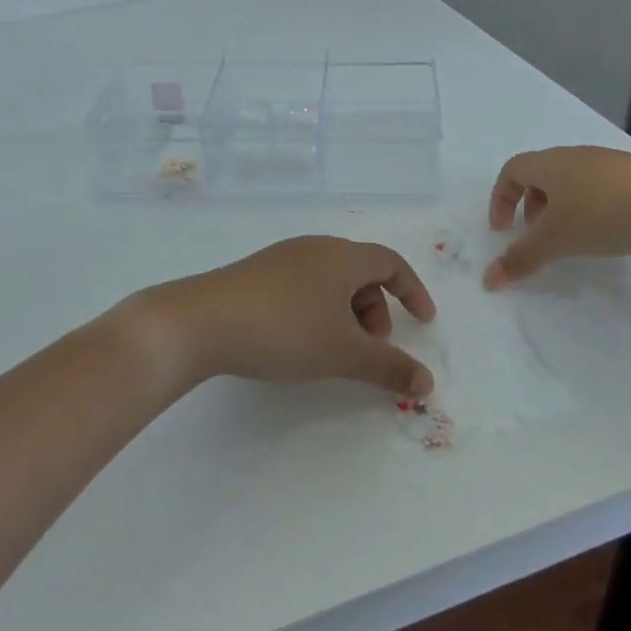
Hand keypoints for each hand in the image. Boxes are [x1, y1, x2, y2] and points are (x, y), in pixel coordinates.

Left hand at [133, 237, 438, 397]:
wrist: (201, 322)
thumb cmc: (285, 330)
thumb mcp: (343, 353)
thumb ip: (389, 367)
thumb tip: (429, 382)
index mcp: (342, 256)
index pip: (391, 263)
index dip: (413, 291)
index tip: (423, 322)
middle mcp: (314, 248)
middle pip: (360, 272)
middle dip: (376, 310)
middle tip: (370, 348)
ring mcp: (280, 258)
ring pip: (329, 281)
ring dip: (346, 313)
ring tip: (334, 350)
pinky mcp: (255, 274)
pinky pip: (302, 286)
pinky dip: (317, 310)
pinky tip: (298, 340)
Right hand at [483, 147, 630, 288]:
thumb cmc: (602, 212)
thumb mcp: (557, 239)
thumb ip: (521, 258)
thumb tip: (488, 279)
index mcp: (548, 164)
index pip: (511, 171)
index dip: (500, 199)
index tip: (503, 230)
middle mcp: (573, 157)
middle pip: (539, 175)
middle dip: (529, 205)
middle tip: (534, 234)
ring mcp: (606, 163)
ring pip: (569, 182)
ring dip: (559, 208)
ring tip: (569, 237)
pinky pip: (596, 187)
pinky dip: (587, 208)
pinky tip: (604, 231)